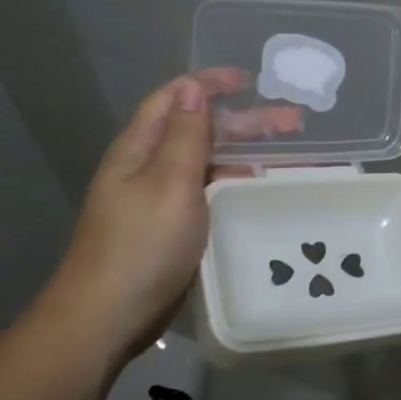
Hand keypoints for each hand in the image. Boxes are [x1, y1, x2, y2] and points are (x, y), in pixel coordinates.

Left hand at [35, 70, 302, 359]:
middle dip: (243, 121)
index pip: (174, 98)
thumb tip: (192, 87)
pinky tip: (258, 188)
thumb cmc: (141, 245)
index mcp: (140, 148)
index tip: (249, 82)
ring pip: (206, 162)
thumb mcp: (169, 183)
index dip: (209, 84)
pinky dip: (234, 182)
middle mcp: (148, 166)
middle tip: (293, 121)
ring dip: (244, 152)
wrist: (107, 318)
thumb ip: (186, 135)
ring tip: (289, 154)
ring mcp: (158, 198)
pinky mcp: (170, 227)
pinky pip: (207, 192)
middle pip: (198, 130)